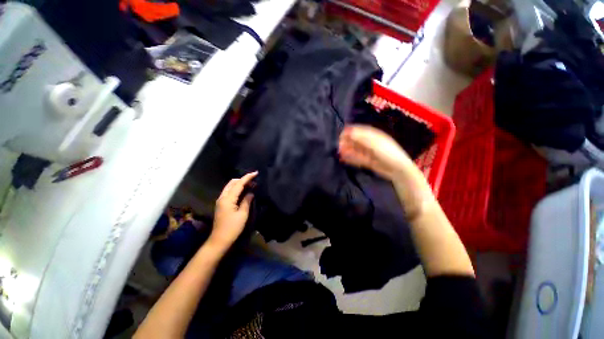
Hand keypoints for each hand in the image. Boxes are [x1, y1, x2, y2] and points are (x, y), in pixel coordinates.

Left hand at [210, 171, 257, 248]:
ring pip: (230, 187)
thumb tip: (251, 192)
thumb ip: (247, 201)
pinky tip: (244, 191)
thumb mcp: (243, 214)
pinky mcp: (221, 204)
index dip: (247, 178)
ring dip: (240, 184)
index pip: (238, 184)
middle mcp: (222, 197)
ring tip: (251, 185)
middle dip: (243, 179)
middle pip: (232, 183)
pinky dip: (237, 189)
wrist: (219, 240)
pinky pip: (229, 192)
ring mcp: (221, 200)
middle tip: (254, 181)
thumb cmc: (232, 228)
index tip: (256, 173)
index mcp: (227, 199)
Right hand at [339, 125, 413, 180]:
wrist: (397, 169)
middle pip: (357, 140)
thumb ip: (361, 138)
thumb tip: (349, 131)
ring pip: (356, 150)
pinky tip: (344, 158)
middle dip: (348, 141)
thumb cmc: (387, 153)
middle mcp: (371, 143)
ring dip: (348, 150)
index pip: (360, 131)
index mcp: (374, 135)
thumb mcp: (374, 143)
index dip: (350, 131)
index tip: (341, 134)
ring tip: (339, 151)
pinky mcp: (368, 161)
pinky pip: (357, 158)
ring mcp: (369, 153)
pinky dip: (351, 158)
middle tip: (338, 144)